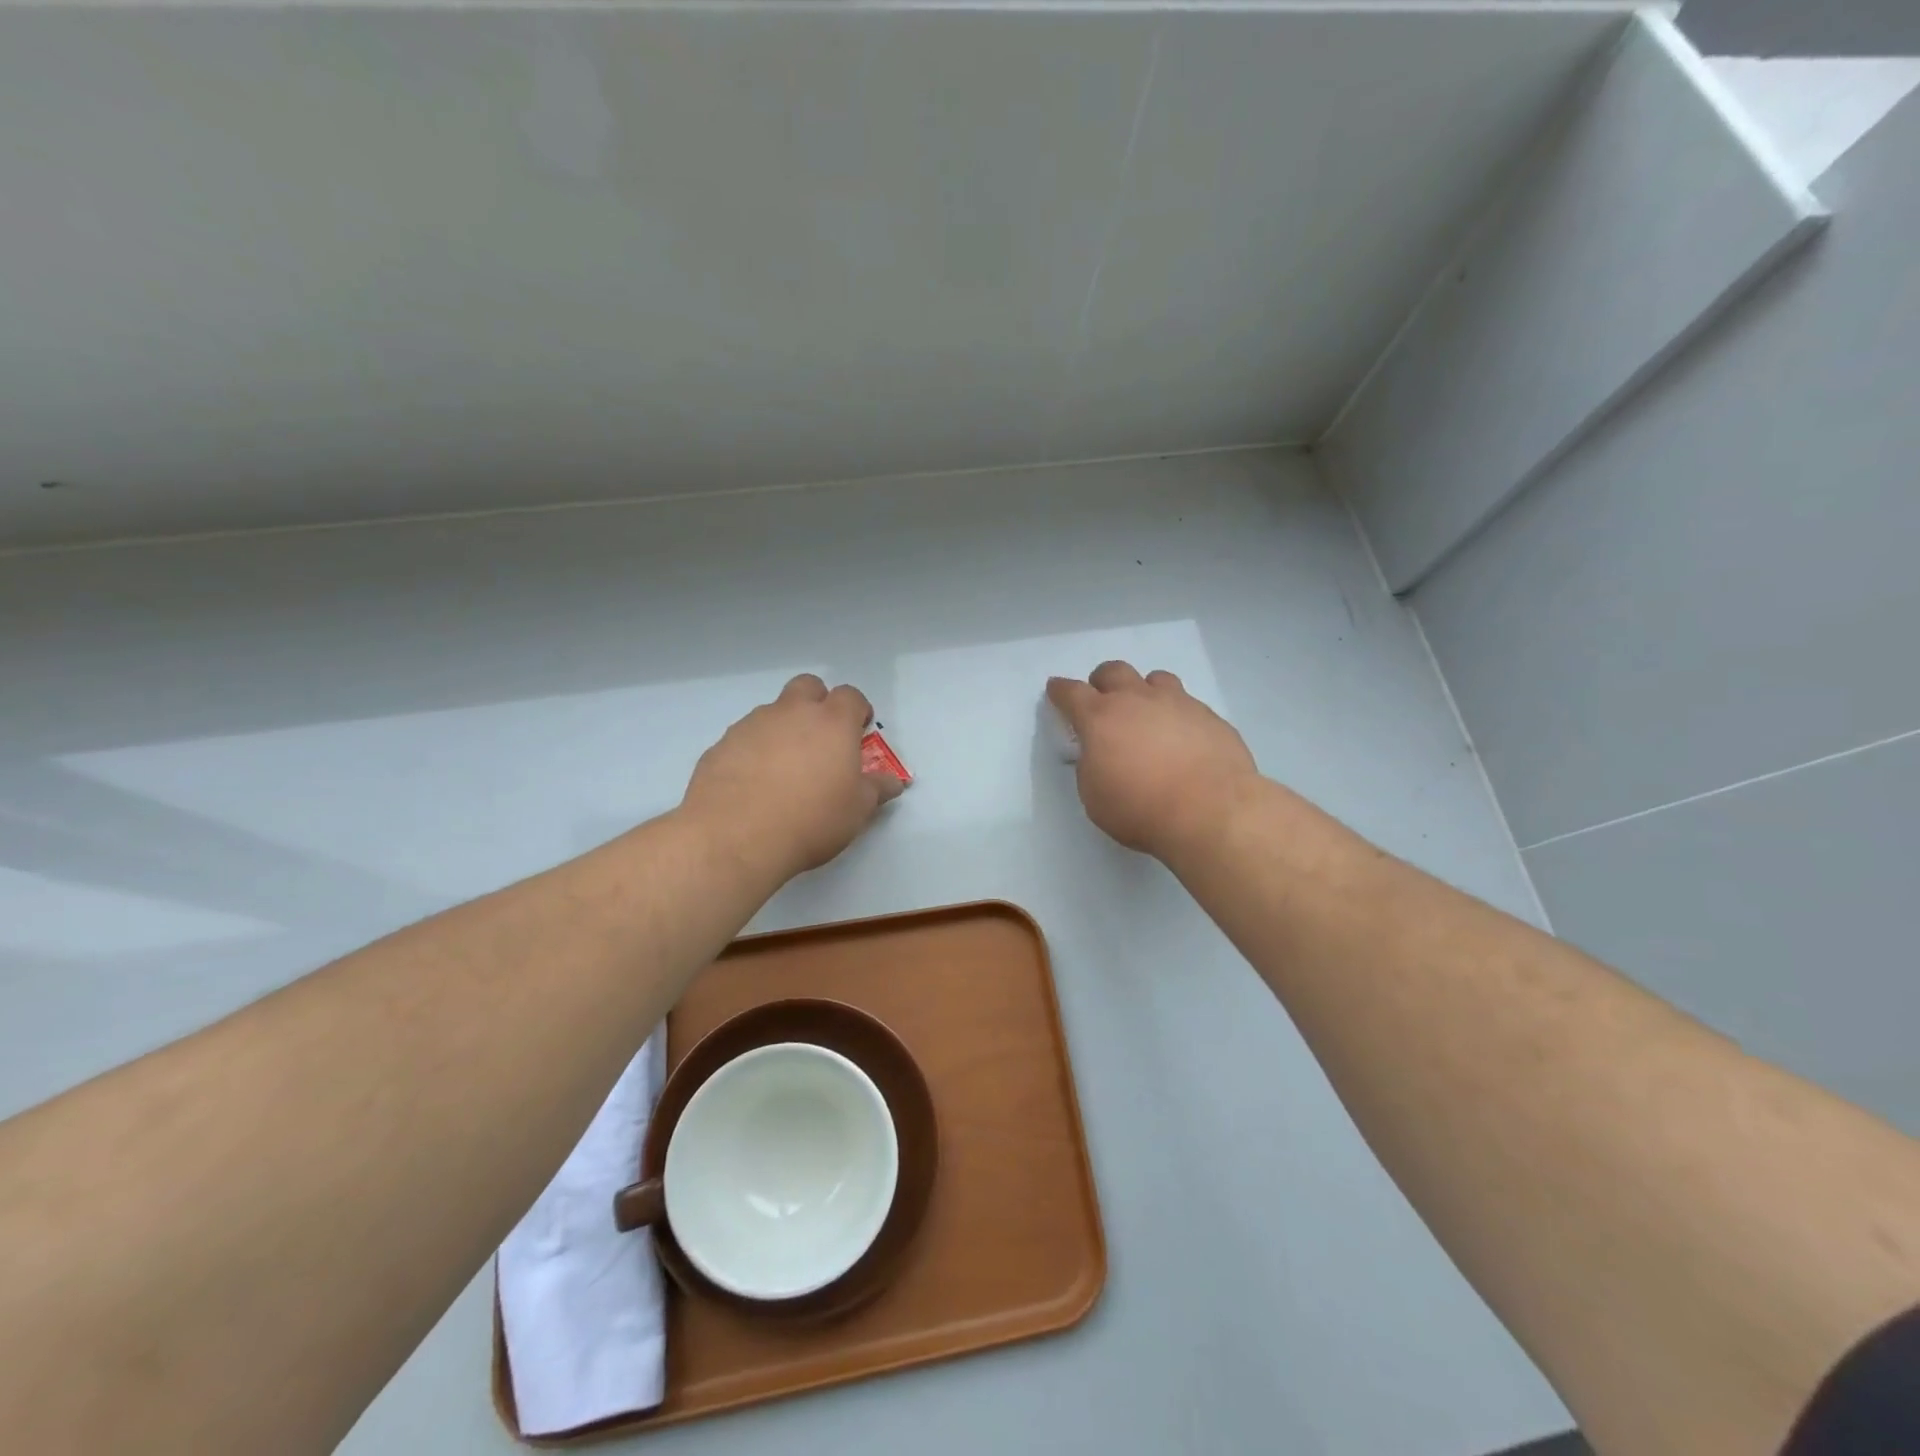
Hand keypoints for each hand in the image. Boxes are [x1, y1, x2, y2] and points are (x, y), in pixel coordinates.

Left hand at [682, 674, 905, 879]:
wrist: (735, 837)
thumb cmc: (811, 820)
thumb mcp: (857, 810)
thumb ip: (876, 789)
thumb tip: (893, 781)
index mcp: (832, 722)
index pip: (850, 696)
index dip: (857, 711)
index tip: (859, 733)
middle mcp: (791, 713)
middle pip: (807, 687)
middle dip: (817, 704)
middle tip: (821, 740)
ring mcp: (751, 725)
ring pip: (772, 713)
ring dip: (783, 730)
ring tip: (784, 772)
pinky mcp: (721, 745)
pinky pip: (744, 739)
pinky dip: (753, 752)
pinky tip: (753, 786)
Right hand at [1046, 661, 1257, 860]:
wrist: (1210, 811)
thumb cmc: (1140, 809)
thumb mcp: (1095, 796)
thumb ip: (1090, 767)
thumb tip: (1099, 754)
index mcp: (1100, 718)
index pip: (1071, 693)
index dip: (1060, 690)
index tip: (1056, 689)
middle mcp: (1137, 700)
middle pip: (1114, 671)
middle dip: (1102, 682)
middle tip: (1102, 700)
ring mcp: (1177, 703)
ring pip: (1155, 679)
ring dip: (1144, 691)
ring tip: (1147, 714)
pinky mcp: (1209, 716)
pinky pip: (1187, 703)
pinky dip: (1177, 714)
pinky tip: (1182, 739)